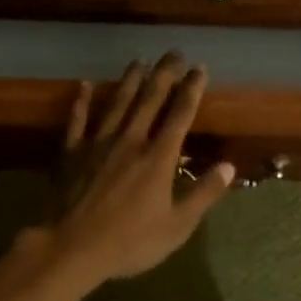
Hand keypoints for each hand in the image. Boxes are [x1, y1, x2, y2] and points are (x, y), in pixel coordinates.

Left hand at [42, 53, 234, 284]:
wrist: (72, 248)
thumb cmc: (130, 241)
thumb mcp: (177, 226)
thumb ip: (203, 194)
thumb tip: (229, 166)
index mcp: (159, 157)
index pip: (180, 115)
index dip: (192, 89)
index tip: (199, 68)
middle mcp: (131, 140)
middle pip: (150, 99)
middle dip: (164, 74)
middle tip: (173, 52)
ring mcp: (98, 143)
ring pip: (117, 103)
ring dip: (129, 80)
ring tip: (139, 60)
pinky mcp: (71, 152)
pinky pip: (77, 120)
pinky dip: (81, 101)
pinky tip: (84, 85)